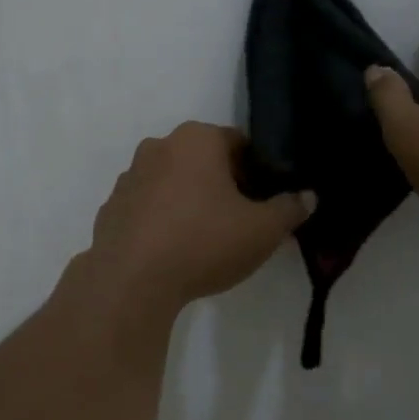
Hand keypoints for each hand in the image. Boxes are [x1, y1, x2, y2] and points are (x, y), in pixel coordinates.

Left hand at [86, 122, 314, 310]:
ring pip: (172, 182)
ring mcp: (129, 177)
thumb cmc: (204, 241)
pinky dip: (162, 220)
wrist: (132, 280)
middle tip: (241, 221)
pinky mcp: (111, 207)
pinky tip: (173, 250)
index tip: (266, 200)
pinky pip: (147, 207)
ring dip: (190, 200)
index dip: (258, 170)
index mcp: (196, 139)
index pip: (238, 143)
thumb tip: (307, 196)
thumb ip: (289, 209)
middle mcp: (158, 147)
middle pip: (203, 159)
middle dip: (223, 184)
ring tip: (205, 239)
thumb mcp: (262, 229)